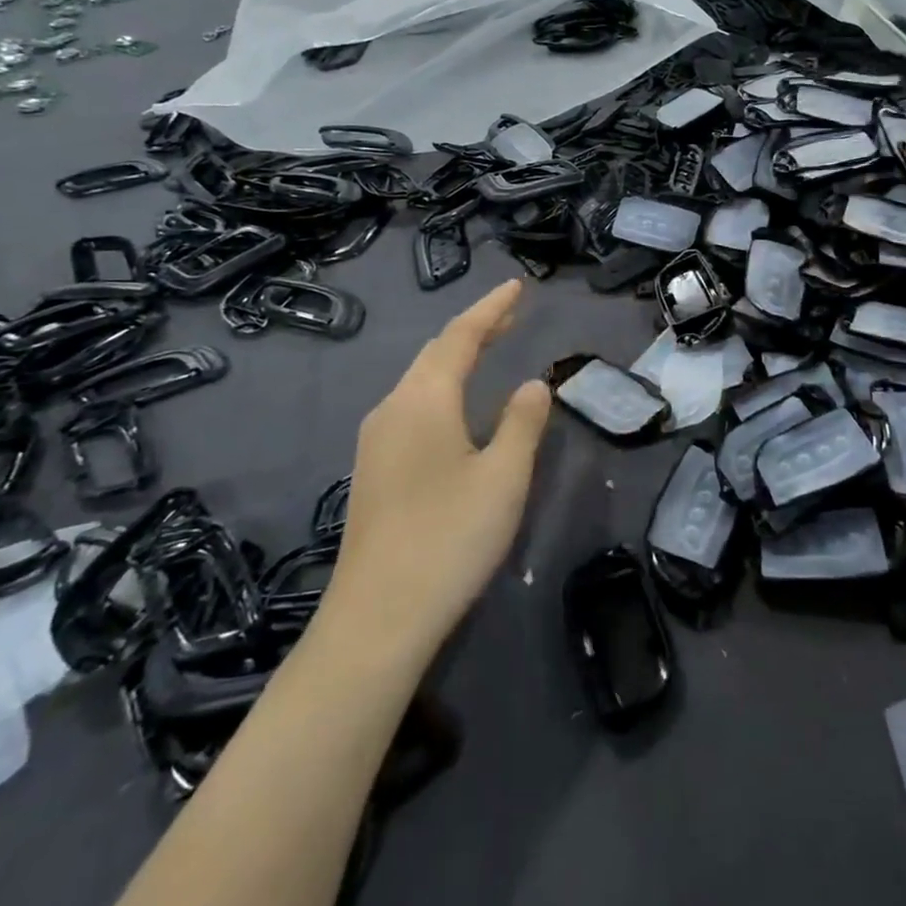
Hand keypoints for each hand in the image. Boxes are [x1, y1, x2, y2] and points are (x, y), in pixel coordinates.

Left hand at [325, 280, 551, 653]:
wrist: (377, 618)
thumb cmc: (449, 538)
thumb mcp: (503, 477)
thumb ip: (523, 423)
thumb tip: (532, 384)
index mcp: (424, 400)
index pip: (460, 337)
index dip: (491, 309)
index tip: (516, 287)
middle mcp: (392, 408)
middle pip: (434, 353)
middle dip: (473, 329)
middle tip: (509, 314)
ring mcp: (375, 440)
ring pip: (419, 379)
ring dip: (455, 358)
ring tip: (488, 348)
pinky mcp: (373, 469)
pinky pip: (411, 405)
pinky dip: (441, 387)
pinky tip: (456, 406)